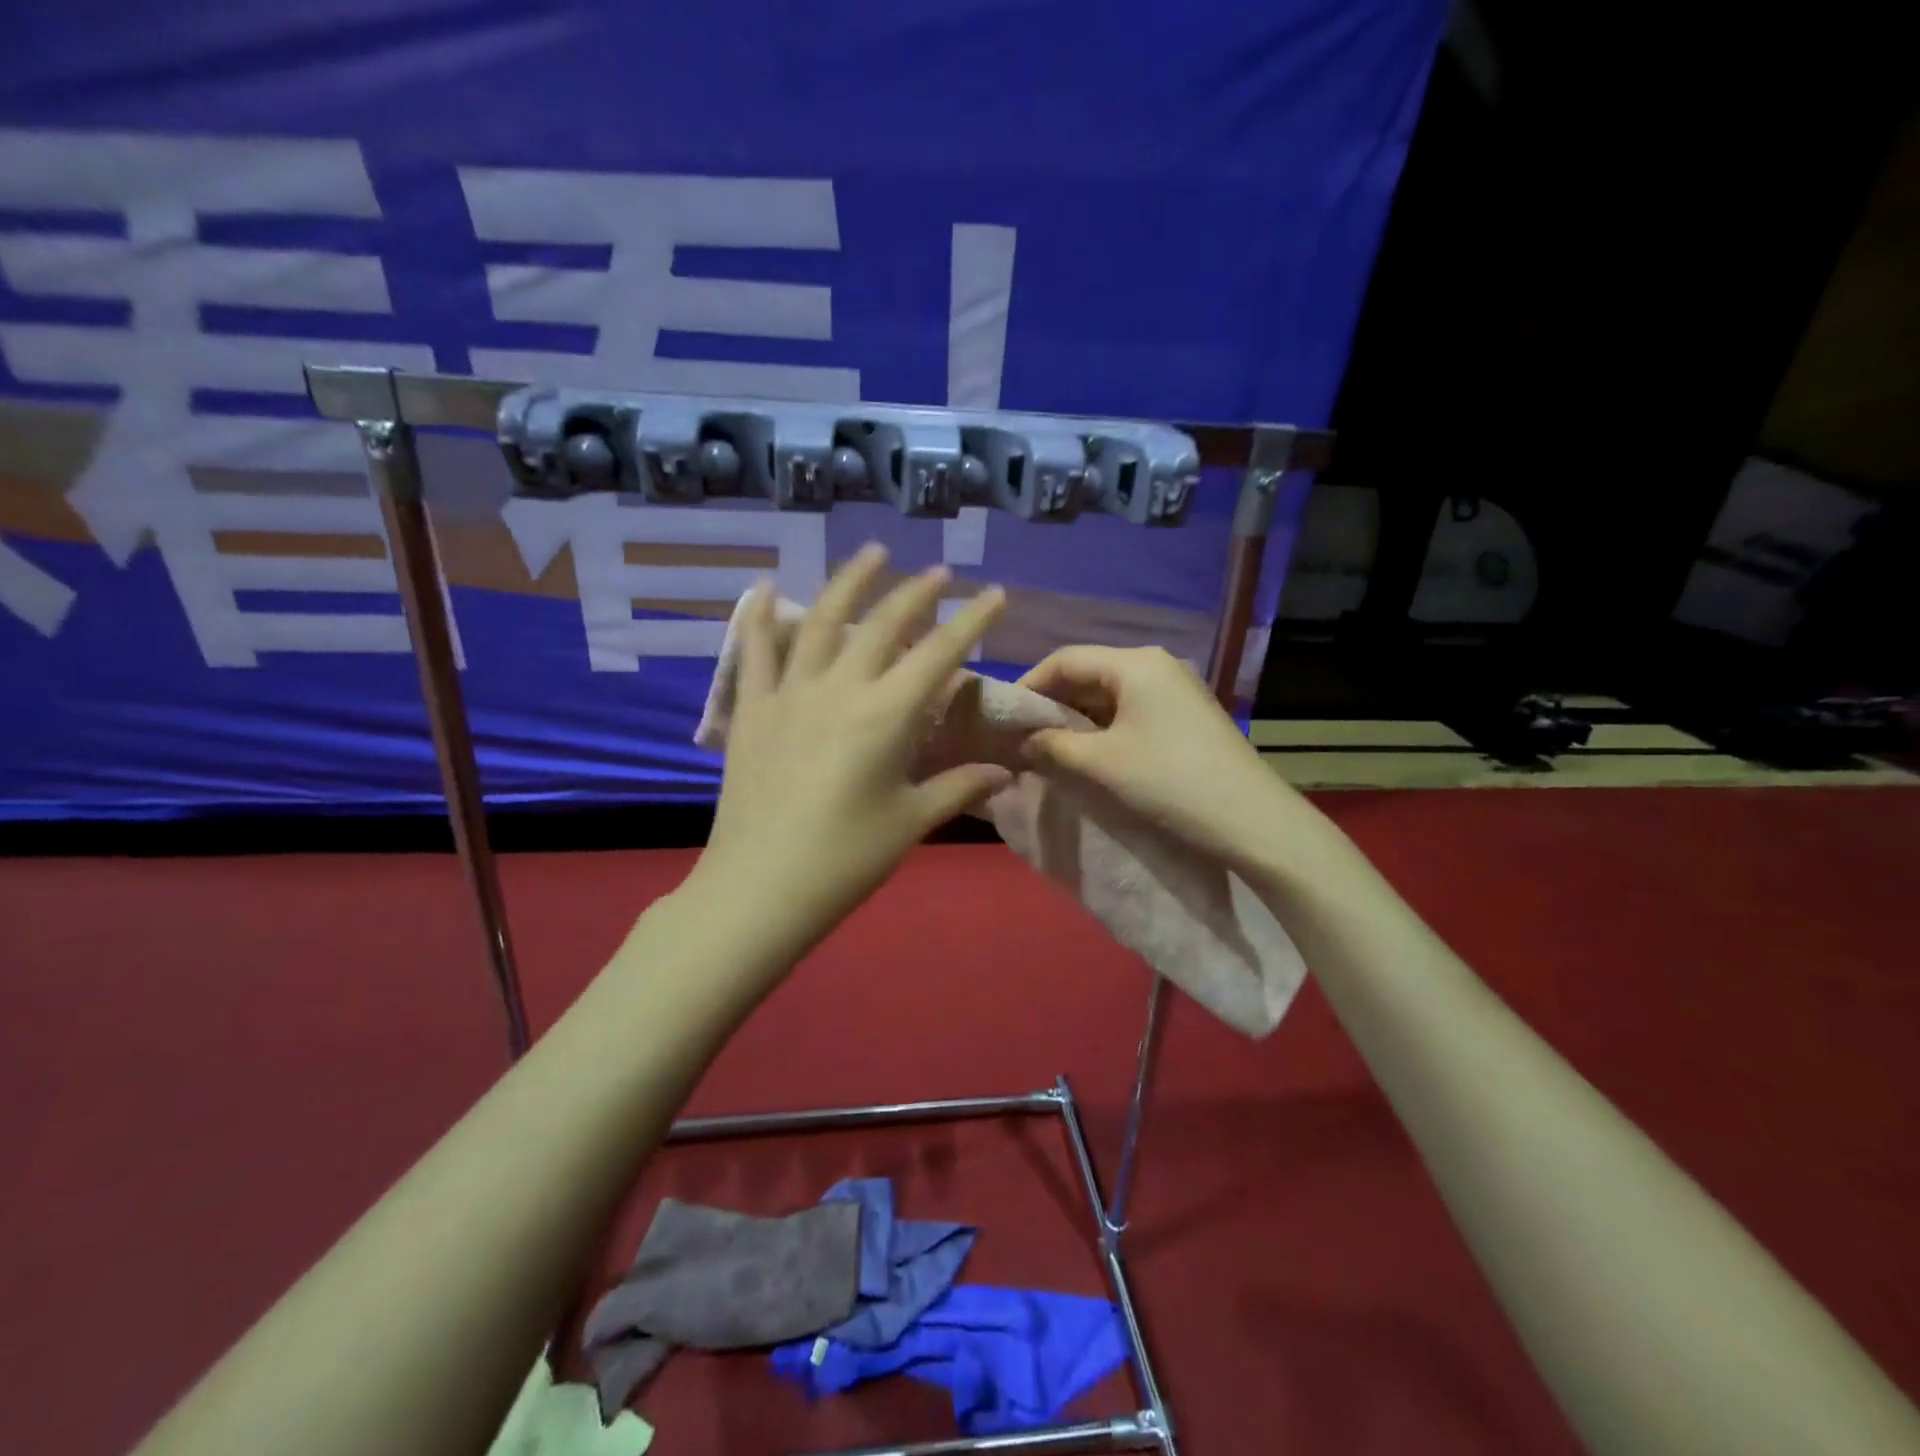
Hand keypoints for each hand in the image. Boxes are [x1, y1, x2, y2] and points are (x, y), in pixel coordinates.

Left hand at [686, 545, 1009, 963]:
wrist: (759, 888)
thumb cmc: (845, 859)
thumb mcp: (909, 822)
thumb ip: (958, 787)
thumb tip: (1006, 773)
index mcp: (885, 716)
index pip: (939, 654)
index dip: (971, 620)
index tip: (995, 593)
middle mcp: (839, 689)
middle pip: (883, 625)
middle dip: (917, 593)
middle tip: (940, 572)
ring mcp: (790, 694)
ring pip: (822, 621)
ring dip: (850, 582)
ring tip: (873, 553)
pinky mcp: (753, 709)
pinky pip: (755, 651)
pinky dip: (759, 615)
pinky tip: (763, 585)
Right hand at [1017, 645, 1307, 873]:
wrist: (1252, 821)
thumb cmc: (1169, 781)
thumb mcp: (1100, 763)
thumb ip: (1051, 746)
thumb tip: (1020, 742)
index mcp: (1136, 663)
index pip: (1066, 659)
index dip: (1029, 685)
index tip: (1003, 719)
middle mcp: (1157, 666)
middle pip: (1089, 674)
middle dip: (1052, 705)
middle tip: (1022, 738)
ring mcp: (1176, 691)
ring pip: (1110, 696)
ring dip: (1077, 721)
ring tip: (1049, 751)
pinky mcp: (1187, 718)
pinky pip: (1132, 713)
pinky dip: (1104, 731)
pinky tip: (1089, 757)